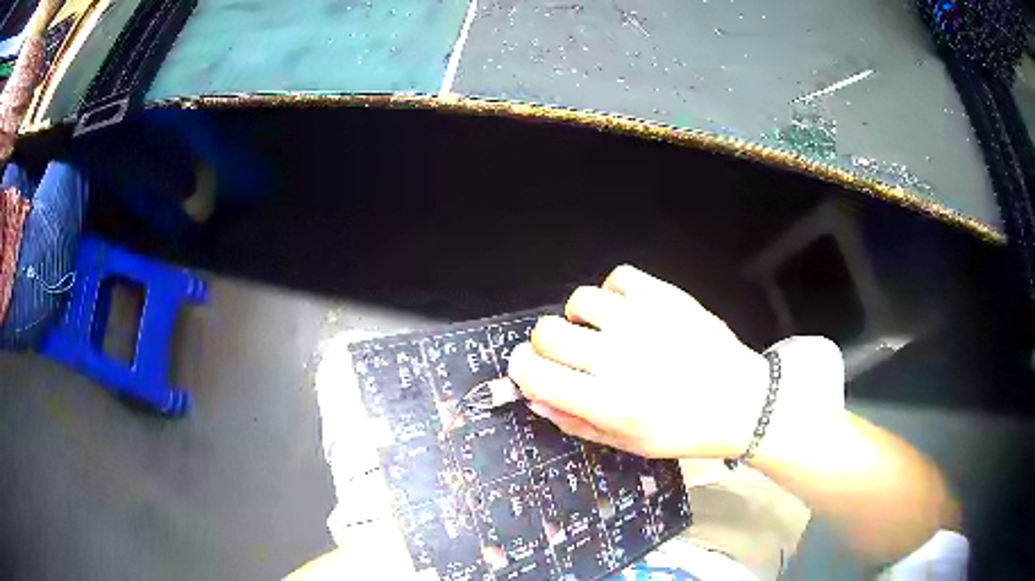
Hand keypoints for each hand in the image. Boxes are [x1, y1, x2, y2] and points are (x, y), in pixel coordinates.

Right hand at [508, 265, 772, 458]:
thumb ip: (575, 422)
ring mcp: (643, 321)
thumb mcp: (627, 443)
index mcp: (608, 402)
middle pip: (547, 332)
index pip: (535, 374)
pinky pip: (617, 277)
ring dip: (581, 318)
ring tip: (603, 332)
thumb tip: (534, 397)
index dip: (522, 369)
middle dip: (546, 345)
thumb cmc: (684, 430)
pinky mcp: (665, 296)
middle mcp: (619, 358)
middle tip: (569, 355)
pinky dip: (613, 294)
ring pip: (579, 301)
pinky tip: (626, 312)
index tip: (530, 369)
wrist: (741, 401)